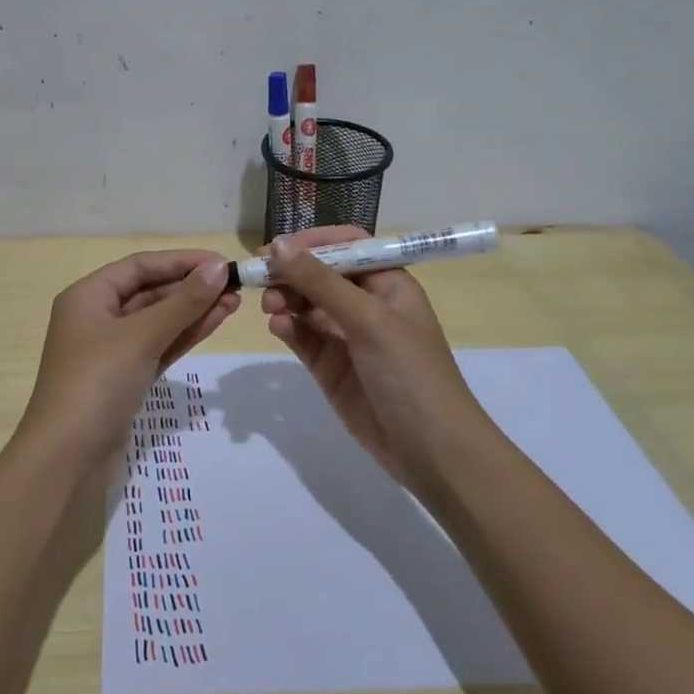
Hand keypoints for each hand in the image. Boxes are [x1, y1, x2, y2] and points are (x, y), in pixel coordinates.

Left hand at [23, 250, 239, 459]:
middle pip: (150, 291)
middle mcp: (97, 317)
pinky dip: (185, 334)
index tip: (220, 261)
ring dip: (193, 310)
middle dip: (191, 287)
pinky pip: (159, 346)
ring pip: (158, 320)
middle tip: (234, 285)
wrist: (67, 458)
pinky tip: (215, 322)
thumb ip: (182, 302)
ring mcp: (112, 350)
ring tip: (234, 302)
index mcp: (87, 296)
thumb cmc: (96, 383)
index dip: (181, 261)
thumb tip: (216, 268)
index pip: (139, 266)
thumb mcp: (140, 336)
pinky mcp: (126, 377)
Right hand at [260, 226, 485, 485]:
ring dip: (286, 300)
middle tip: (261, 279)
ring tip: (270, 307)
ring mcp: (348, 338)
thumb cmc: (410, 372)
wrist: (431, 450)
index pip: (348, 247)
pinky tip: (278, 327)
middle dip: (292, 274)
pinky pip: (303, 338)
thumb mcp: (368, 319)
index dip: (313, 243)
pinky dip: (288, 328)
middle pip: (321, 275)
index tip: (278, 248)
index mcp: (388, 284)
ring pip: (307, 306)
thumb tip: (278, 245)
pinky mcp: (331, 368)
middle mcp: (367, 305)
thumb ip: (320, 282)